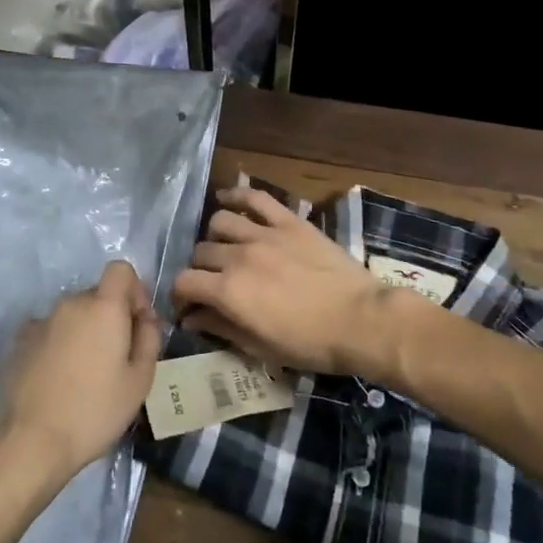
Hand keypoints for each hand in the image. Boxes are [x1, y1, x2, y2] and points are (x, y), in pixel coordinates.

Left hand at [0, 261, 159, 484]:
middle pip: (98, 294)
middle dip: (111, 316)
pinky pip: (50, 331)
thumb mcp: (140, 381)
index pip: (121, 269)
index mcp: (103, 307)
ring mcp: (41, 320)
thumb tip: (145, 318)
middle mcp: (70, 303)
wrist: (31, 440)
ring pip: (73, 314)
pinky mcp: (20, 341)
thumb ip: (149, 338)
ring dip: (85, 331)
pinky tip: (59, 377)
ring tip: (86, 373)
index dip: (134, 290)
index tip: (137, 324)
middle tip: (117, 358)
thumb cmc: (95, 411)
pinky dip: (60, 344)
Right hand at [172, 186, 405, 379]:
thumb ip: (221, 328)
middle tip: (211, 282)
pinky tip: (226, 198)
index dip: (180, 295)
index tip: (188, 306)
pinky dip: (236, 194)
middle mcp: (238, 256)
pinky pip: (255, 198)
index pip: (184, 282)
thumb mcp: (261, 348)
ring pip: (219, 222)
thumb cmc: (312, 344)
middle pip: (200, 252)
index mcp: (228, 291)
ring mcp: (263, 234)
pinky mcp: (288, 221)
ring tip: (225, 248)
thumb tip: (191, 319)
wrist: (362, 321)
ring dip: (215, 237)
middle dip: (199, 269)